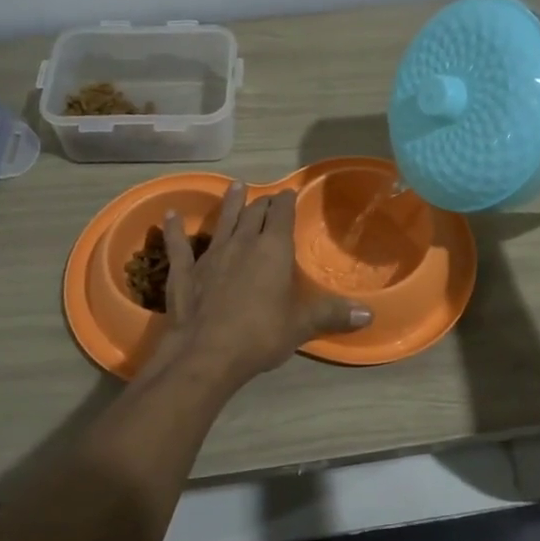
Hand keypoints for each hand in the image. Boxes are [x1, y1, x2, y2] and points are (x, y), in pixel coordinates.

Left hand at [156, 184, 369, 386]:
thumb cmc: (261, 335)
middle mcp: (242, 244)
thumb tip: (369, 313)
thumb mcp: (302, 325)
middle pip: (254, 214)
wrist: (206, 353)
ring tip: (235, 187)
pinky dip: (175, 230)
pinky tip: (170, 215)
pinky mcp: (185, 272)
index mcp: (273, 250)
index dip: (286, 202)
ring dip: (230, 204)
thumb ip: (332, 314)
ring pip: (223, 222)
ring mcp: (211, 255)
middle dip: (263, 203)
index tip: (288, 193)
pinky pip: (179, 245)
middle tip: (267, 196)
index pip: (281, 215)